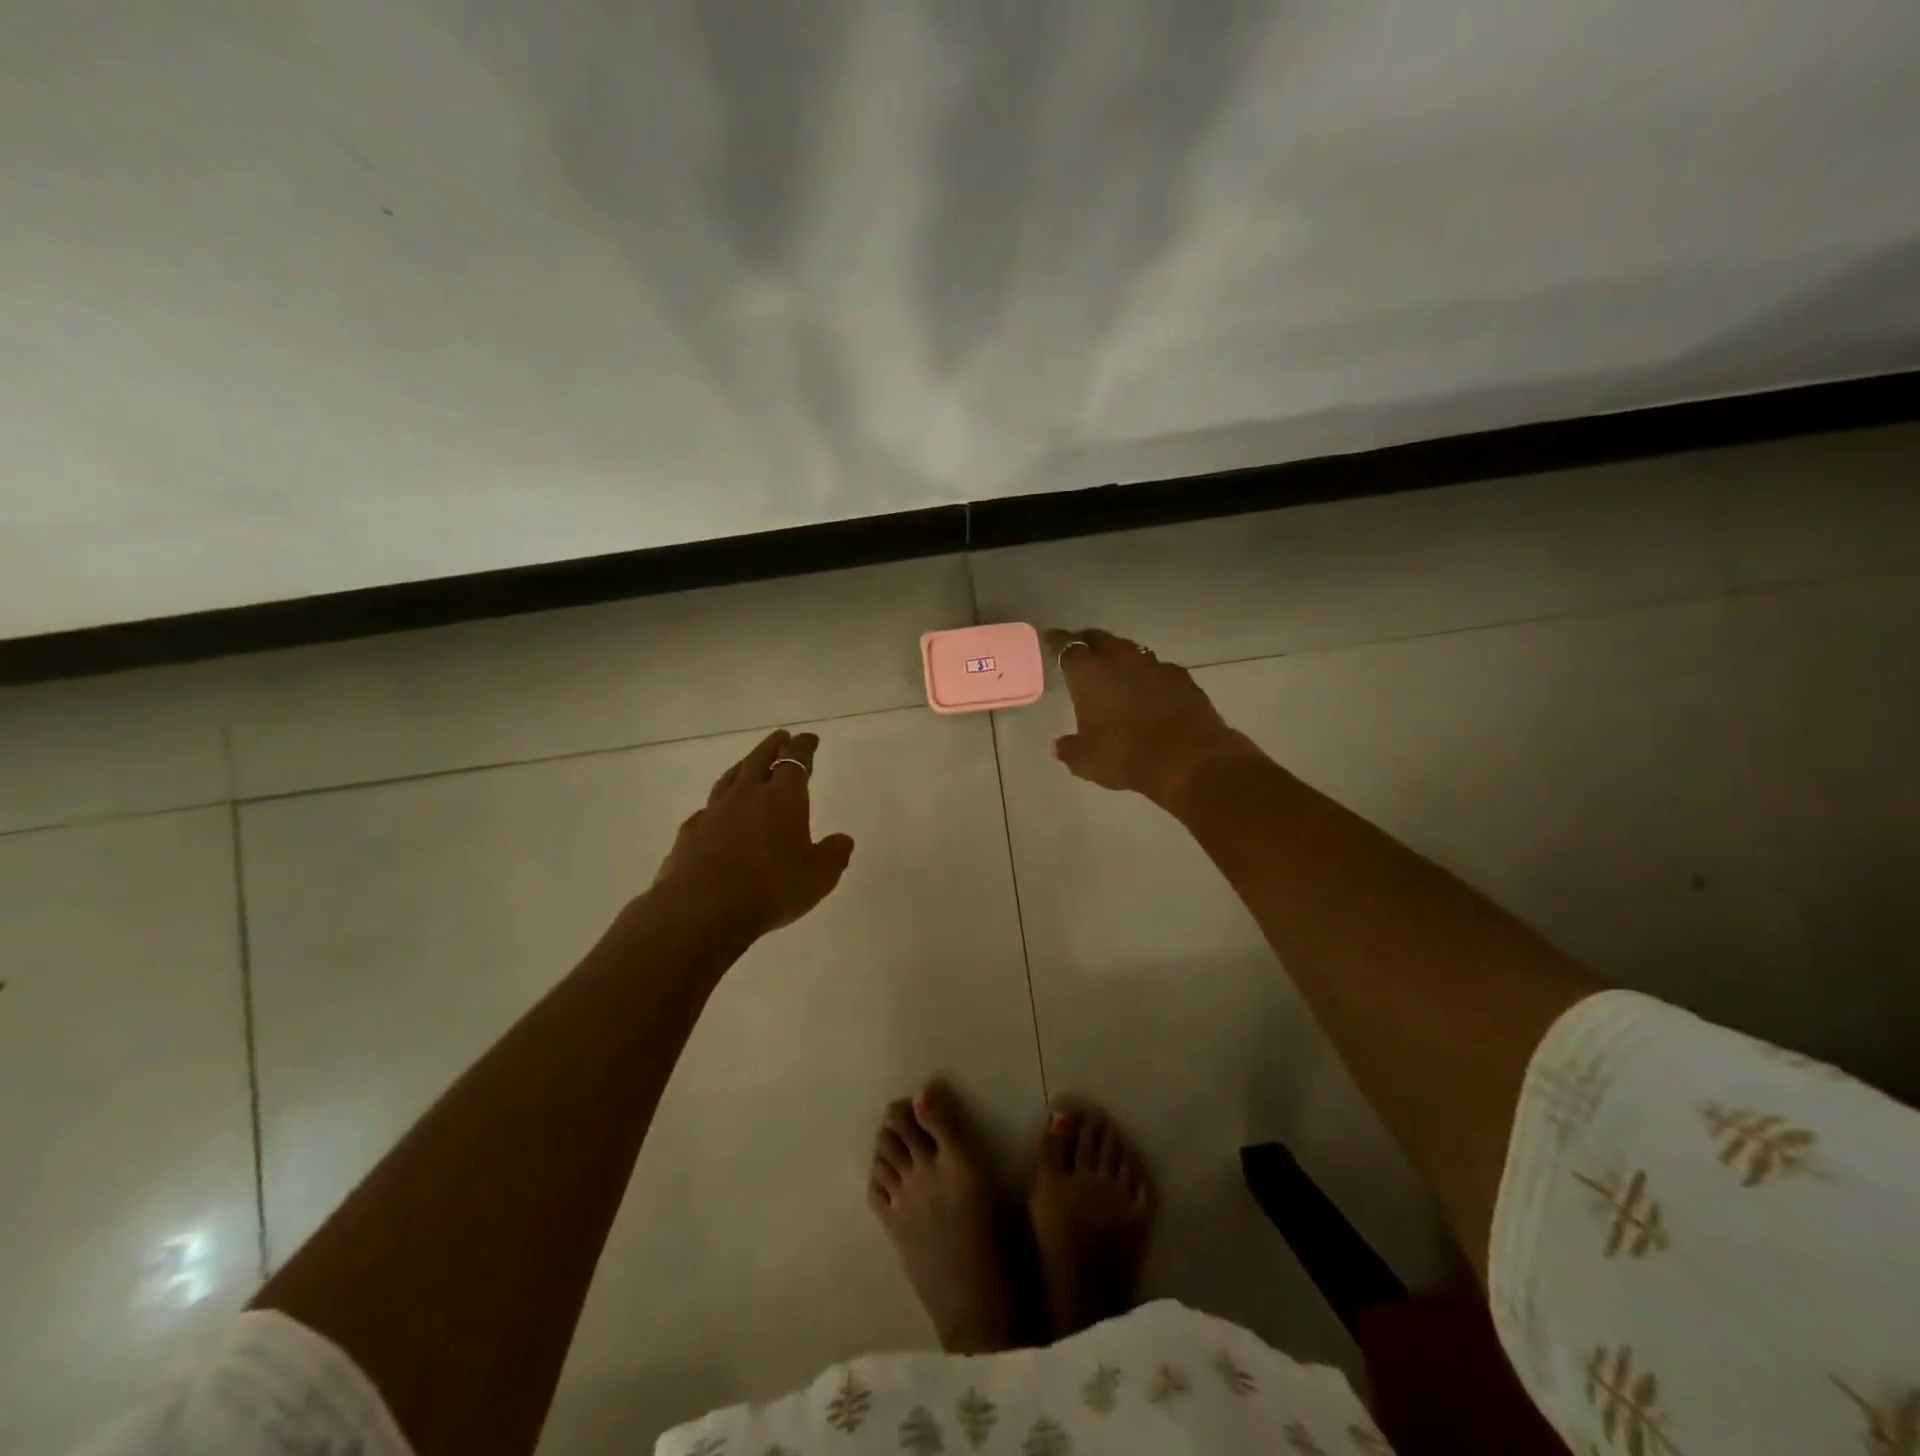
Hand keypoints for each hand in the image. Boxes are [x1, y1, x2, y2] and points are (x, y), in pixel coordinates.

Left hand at [648, 729, 855, 942]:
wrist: (702, 910)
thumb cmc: (771, 887)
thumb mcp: (819, 876)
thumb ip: (833, 854)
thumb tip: (842, 840)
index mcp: (782, 797)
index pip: (794, 759)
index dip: (803, 747)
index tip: (809, 739)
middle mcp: (746, 795)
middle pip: (759, 759)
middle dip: (772, 746)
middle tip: (781, 738)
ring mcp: (713, 813)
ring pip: (730, 779)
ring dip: (742, 768)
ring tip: (748, 765)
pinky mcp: (689, 834)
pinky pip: (707, 810)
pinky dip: (718, 805)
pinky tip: (717, 815)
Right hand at [1042, 628, 1249, 806]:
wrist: (1188, 759)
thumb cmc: (1125, 756)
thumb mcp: (1086, 761)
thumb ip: (1069, 749)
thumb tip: (1060, 746)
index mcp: (1088, 673)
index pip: (1066, 646)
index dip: (1056, 641)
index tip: (1050, 638)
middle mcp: (1119, 659)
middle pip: (1099, 639)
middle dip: (1087, 643)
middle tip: (1080, 652)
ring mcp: (1154, 665)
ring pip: (1129, 651)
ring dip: (1119, 657)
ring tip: (1114, 671)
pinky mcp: (1182, 677)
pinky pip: (1157, 669)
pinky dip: (1147, 676)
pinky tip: (1148, 691)